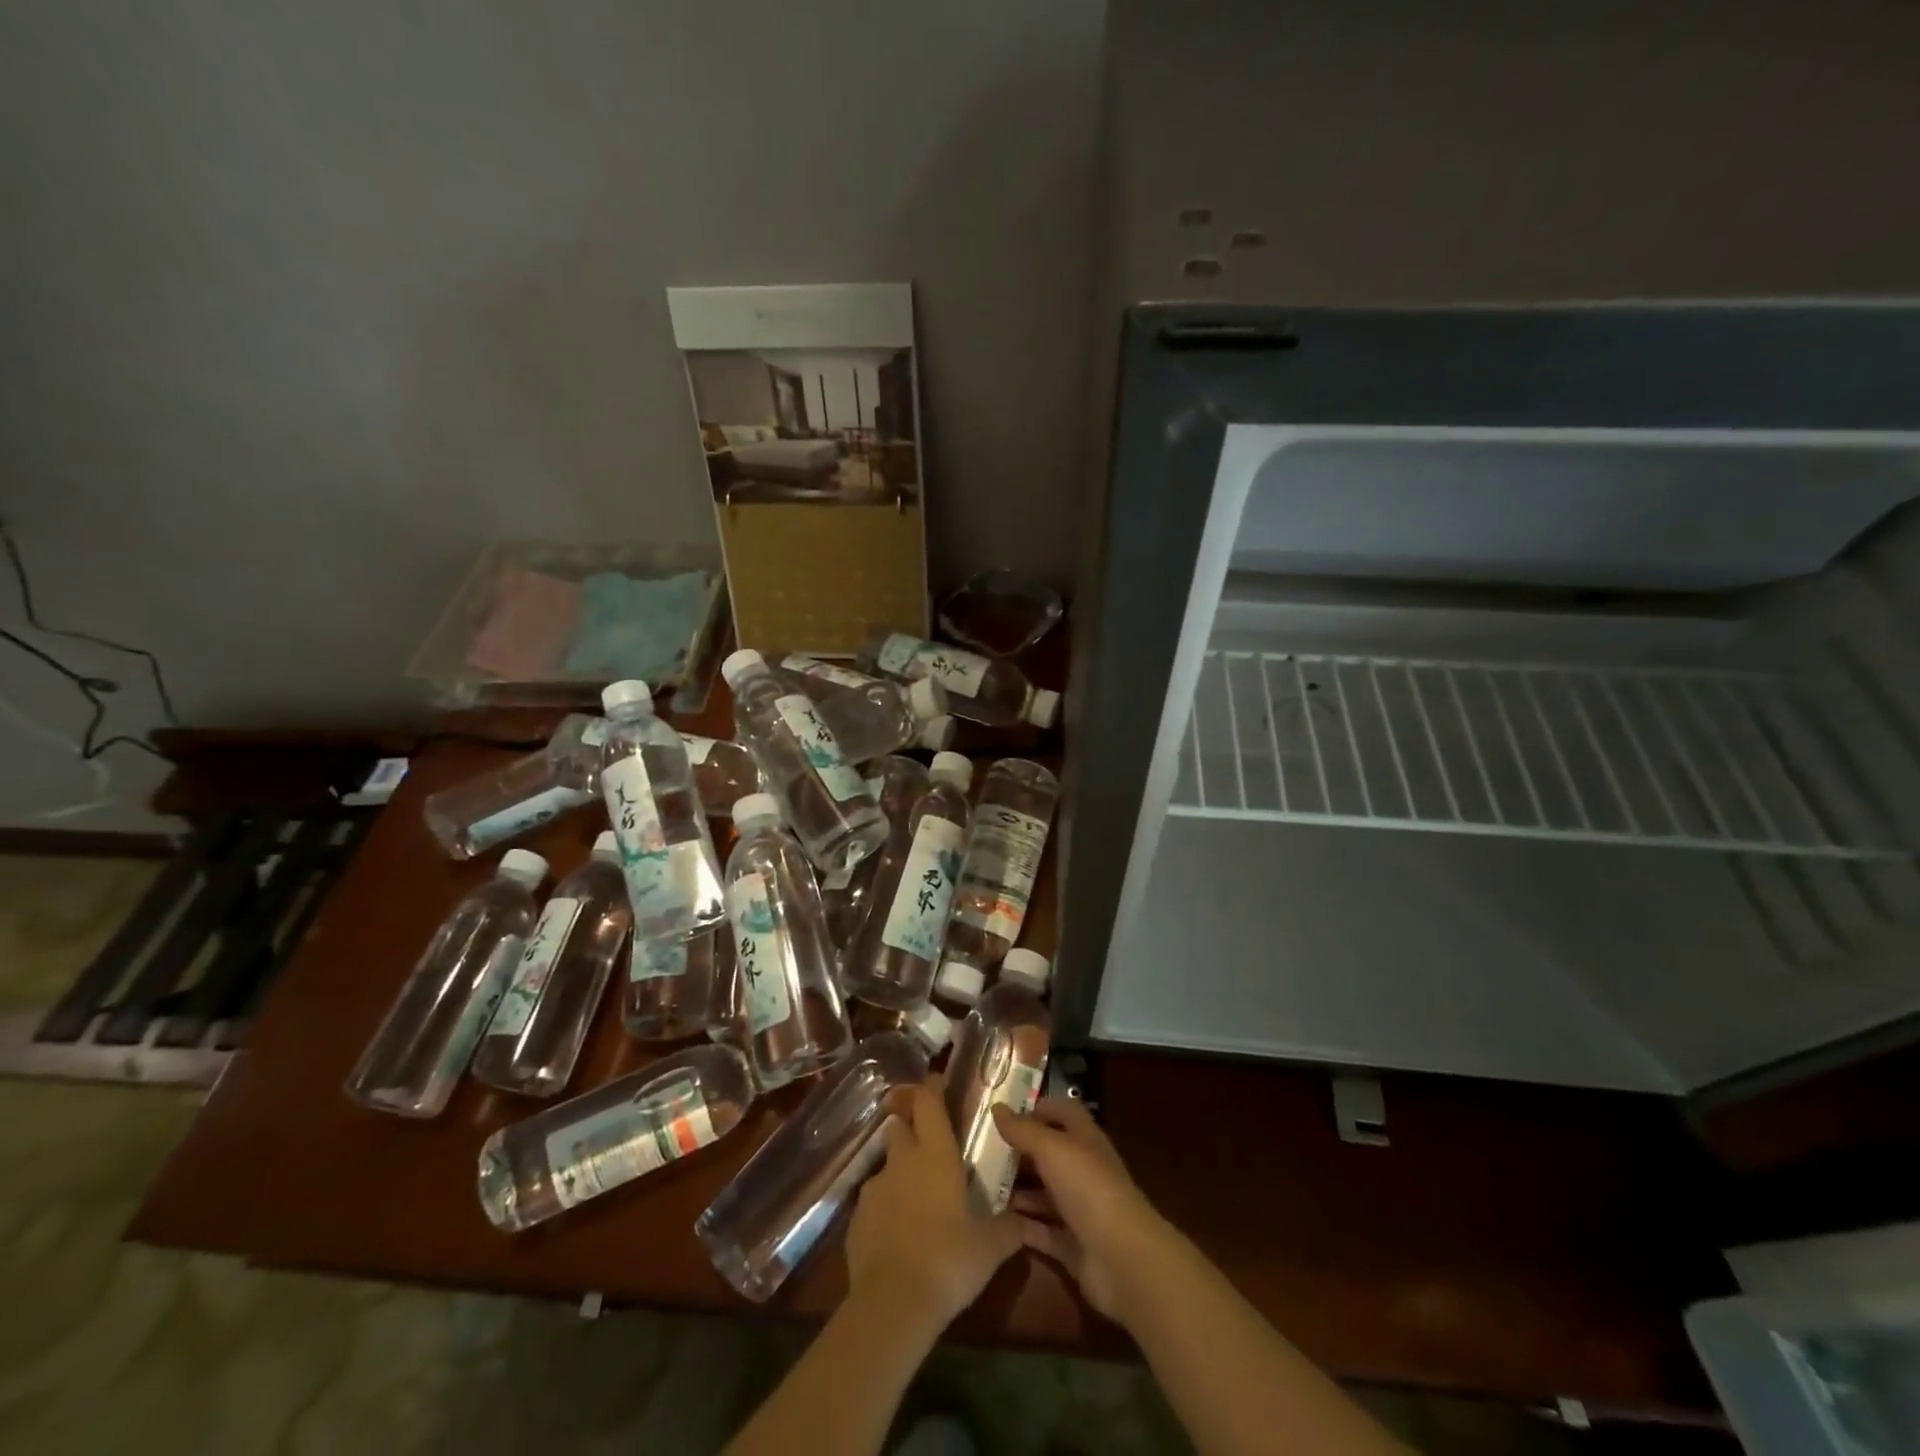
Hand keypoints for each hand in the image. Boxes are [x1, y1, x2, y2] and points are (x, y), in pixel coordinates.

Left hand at [845, 1074, 1024, 1333]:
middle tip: (928, 1139)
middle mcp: (903, 1161)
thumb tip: (1026, 1221)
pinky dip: (886, 1206)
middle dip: (911, 1125)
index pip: (929, 1103)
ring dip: (900, 1169)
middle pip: (901, 1125)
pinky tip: (898, 1230)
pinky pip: (874, 1200)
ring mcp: (875, 1187)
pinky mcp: (856, 1218)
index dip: (932, 1088)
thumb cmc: (949, 1261)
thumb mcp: (990, 1248)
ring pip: (887, 1164)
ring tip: (917, 1193)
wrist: (893, 1304)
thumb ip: (1009, 1229)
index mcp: (936, 1155)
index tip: (937, 1080)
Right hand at [993, 1096, 1168, 1325]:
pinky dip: (1022, 1226)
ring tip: (982, 1187)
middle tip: (984, 1153)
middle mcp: (1084, 1171)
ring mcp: (1080, 1210)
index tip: (1006, 1115)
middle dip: (1021, 1153)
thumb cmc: (1088, 1187)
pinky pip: (1042, 1231)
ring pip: (1044, 1194)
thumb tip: (996, 1108)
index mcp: (1085, 1140)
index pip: (1064, 1113)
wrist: (1122, 1258)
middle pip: (1050, 1155)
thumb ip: (1023, 1130)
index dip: (1039, 1109)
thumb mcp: (1052, 1149)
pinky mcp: (1073, 1246)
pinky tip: (994, 1222)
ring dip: (1018, 1191)